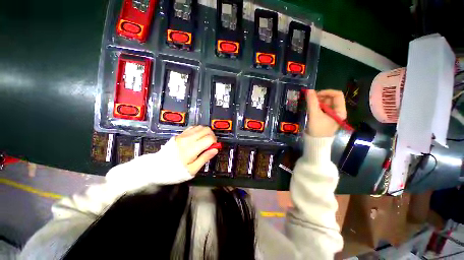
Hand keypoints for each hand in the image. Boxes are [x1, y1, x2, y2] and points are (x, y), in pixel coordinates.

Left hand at [175, 126, 218, 174]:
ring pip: (200, 127)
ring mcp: (183, 135)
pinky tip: (198, 137)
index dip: (215, 142)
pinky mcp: (179, 134)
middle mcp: (188, 138)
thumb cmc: (174, 171)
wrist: (156, 167)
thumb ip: (204, 158)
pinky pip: (193, 127)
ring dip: (206, 132)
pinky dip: (199, 130)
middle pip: (206, 130)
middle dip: (212, 136)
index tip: (214, 147)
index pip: (209, 138)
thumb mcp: (192, 170)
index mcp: (192, 148)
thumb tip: (215, 150)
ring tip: (205, 141)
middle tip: (211, 144)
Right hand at [305, 89, 346, 136]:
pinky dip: (316, 105)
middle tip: (310, 99)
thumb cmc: (318, 129)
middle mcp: (337, 111)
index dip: (326, 92)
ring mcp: (331, 114)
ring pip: (326, 102)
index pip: (337, 95)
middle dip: (320, 97)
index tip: (315, 94)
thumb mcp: (314, 114)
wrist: (315, 141)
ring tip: (309, 103)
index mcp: (340, 111)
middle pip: (331, 98)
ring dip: (317, 101)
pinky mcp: (325, 117)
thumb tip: (309, 90)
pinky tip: (310, 107)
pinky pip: (322, 107)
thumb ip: (312, 102)